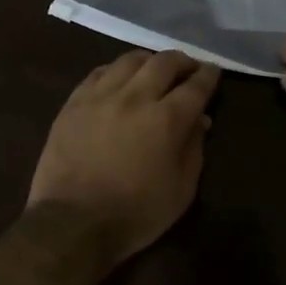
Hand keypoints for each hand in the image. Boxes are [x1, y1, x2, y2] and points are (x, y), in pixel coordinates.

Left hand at [28, 50, 221, 265]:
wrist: (72, 224)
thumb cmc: (135, 213)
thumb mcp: (181, 190)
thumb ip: (194, 149)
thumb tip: (199, 121)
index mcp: (166, 119)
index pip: (196, 85)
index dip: (209, 76)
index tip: (213, 71)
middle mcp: (135, 97)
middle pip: (164, 62)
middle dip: (183, 61)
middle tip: (188, 69)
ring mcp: (100, 96)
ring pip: (130, 60)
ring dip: (149, 61)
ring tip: (154, 70)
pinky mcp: (74, 103)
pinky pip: (99, 73)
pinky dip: (117, 71)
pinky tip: (120, 80)